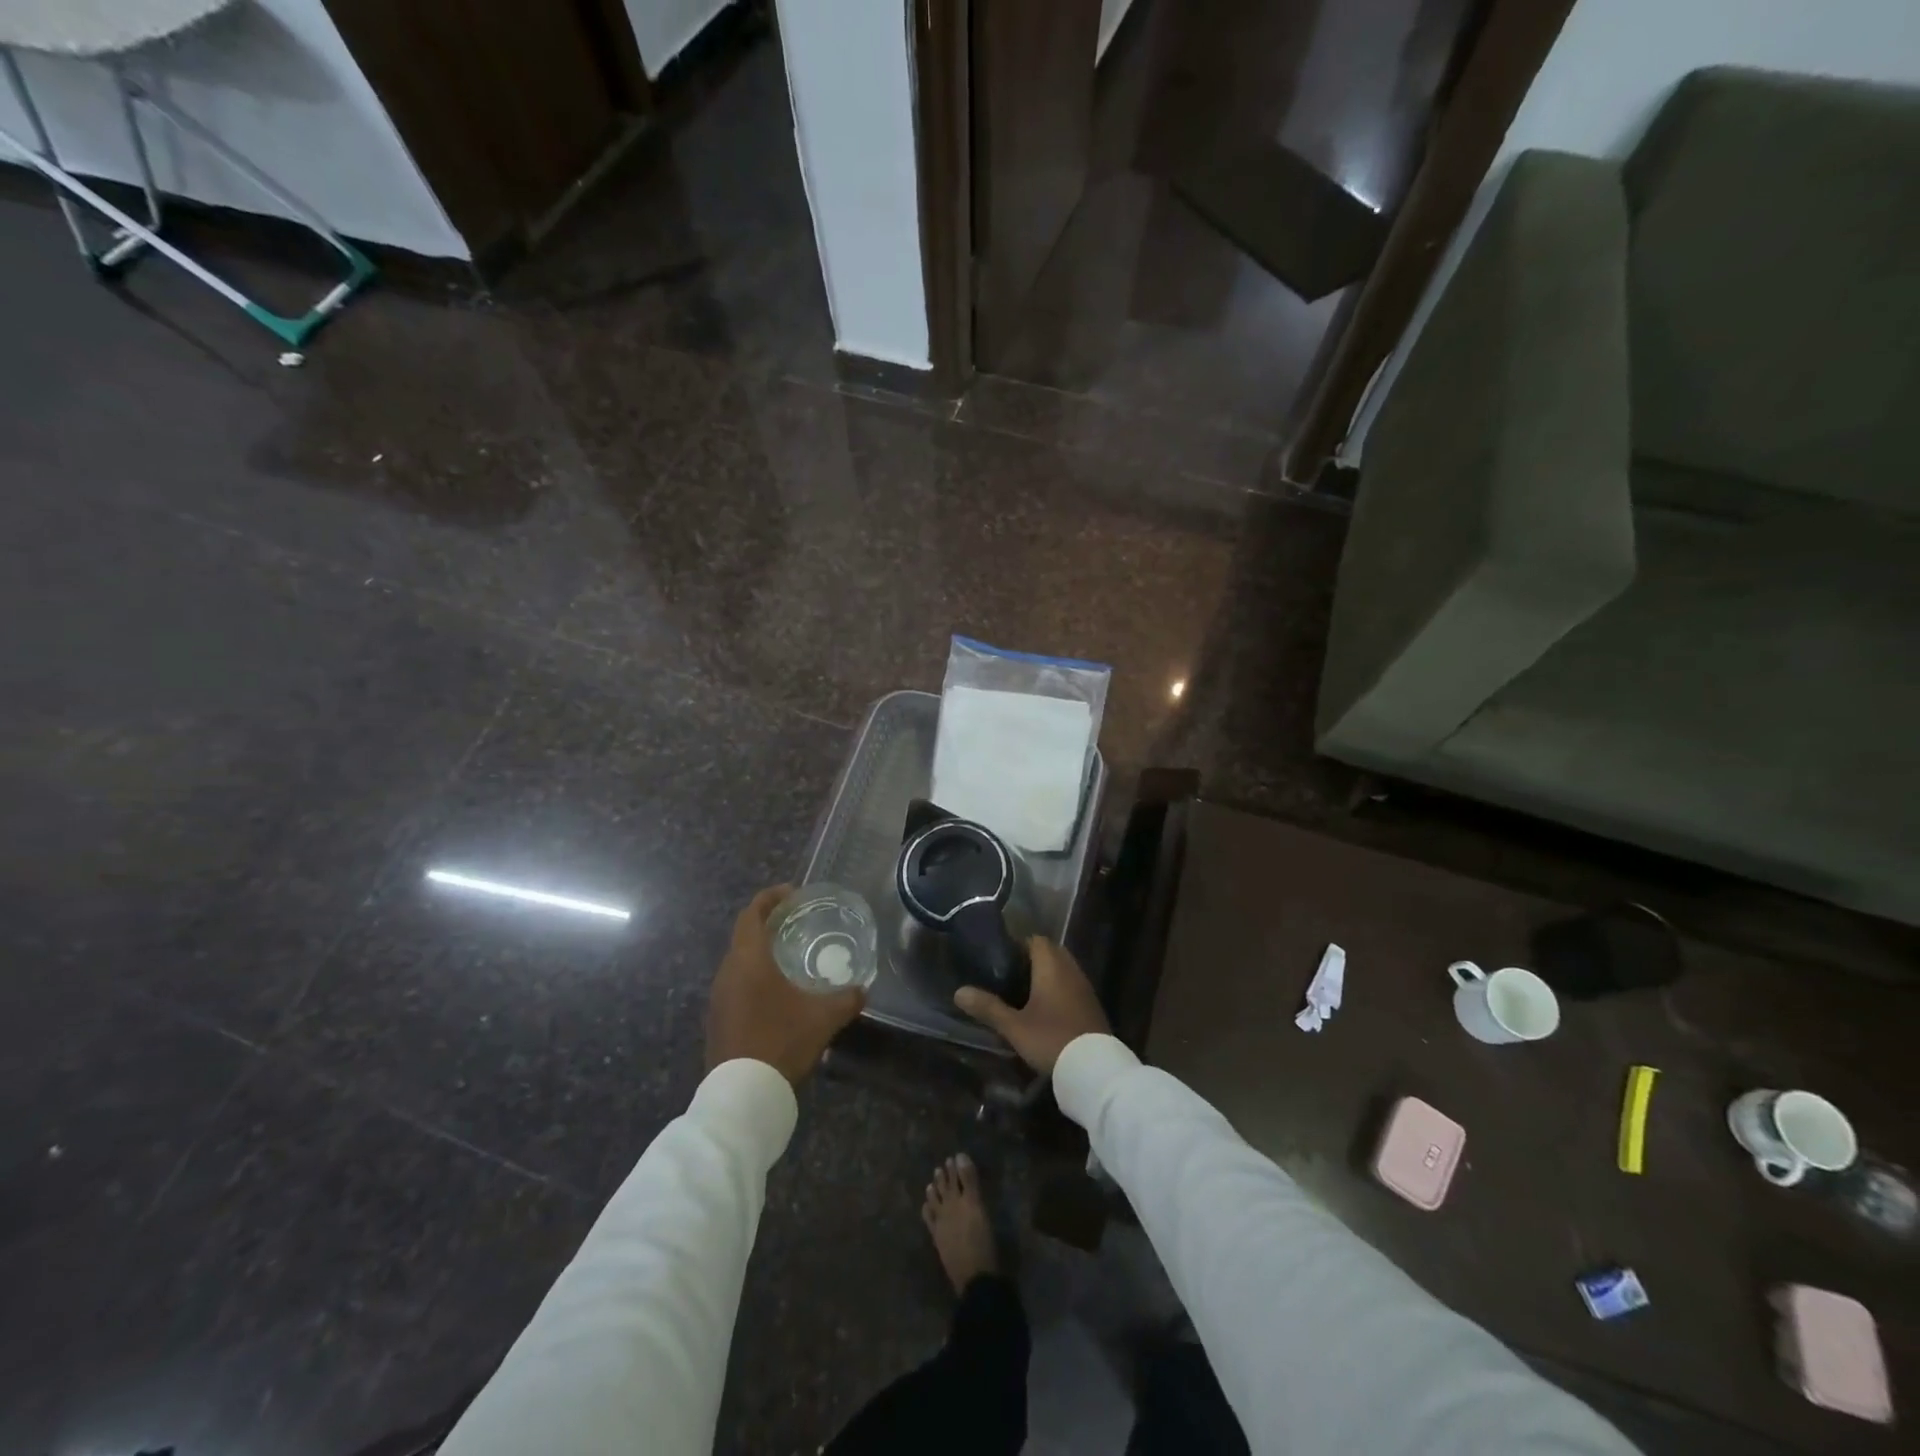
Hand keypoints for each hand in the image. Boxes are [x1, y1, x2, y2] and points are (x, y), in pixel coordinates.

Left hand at [706, 886, 865, 1086]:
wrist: (742, 1094)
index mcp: (749, 959)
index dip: (770, 898)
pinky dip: (753, 976)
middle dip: (767, 923)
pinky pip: (735, 984)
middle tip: (796, 922)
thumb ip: (846, 999)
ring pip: (738, 961)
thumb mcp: (823, 1018)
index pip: (753, 914)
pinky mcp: (717, 1019)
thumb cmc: (781, 1041)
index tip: (792, 893)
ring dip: (759, 952)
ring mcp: (718, 997)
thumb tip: (863, 989)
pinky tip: (775, 993)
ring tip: (788, 956)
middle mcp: (728, 971)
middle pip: (744, 935)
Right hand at [953, 937, 1107, 1073]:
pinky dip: (1060, 990)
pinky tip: (1047, 1009)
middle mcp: (1071, 970)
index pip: (1036, 940)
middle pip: (1052, 952)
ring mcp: (1085, 987)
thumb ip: (988, 1007)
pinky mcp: (1092, 1006)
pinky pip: (1072, 986)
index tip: (1002, 958)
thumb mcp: (1014, 1026)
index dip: (1019, 945)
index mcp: (1052, 966)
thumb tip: (959, 992)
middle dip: (1033, 959)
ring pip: (1064, 969)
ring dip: (1048, 975)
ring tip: (1025, 992)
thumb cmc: (1051, 1038)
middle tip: (1011, 975)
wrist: (1094, 1068)